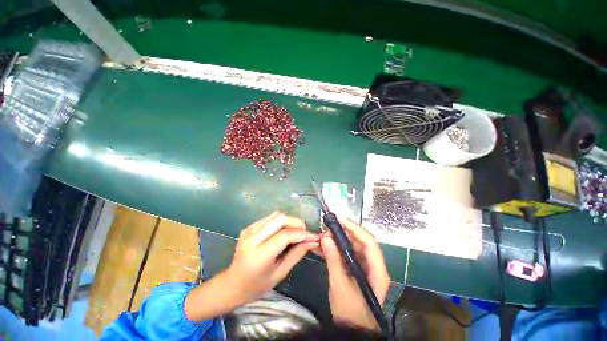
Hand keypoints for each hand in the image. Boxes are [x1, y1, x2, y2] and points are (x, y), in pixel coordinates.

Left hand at [226, 211, 318, 302]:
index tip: (314, 237)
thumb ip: (296, 255)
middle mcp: (252, 238)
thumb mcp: (279, 274)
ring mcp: (249, 230)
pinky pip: (269, 218)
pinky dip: (281, 222)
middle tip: (305, 233)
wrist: (232, 284)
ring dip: (289, 221)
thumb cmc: (256, 286)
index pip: (285, 236)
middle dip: (296, 223)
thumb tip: (312, 242)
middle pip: (280, 218)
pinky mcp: (249, 227)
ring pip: (276, 215)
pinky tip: (284, 231)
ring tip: (296, 232)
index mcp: (259, 255)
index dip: (302, 234)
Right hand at [320, 217, 389, 330]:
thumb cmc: (351, 313)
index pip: (369, 242)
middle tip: (327, 229)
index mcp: (377, 270)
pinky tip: (323, 247)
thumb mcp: (340, 286)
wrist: (353, 331)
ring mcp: (365, 267)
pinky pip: (346, 254)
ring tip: (323, 237)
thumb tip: (325, 237)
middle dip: (343, 233)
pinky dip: (336, 249)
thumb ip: (333, 260)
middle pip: (360, 242)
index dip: (355, 228)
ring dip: (337, 240)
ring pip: (352, 246)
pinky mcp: (356, 269)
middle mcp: (374, 265)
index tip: (339, 219)